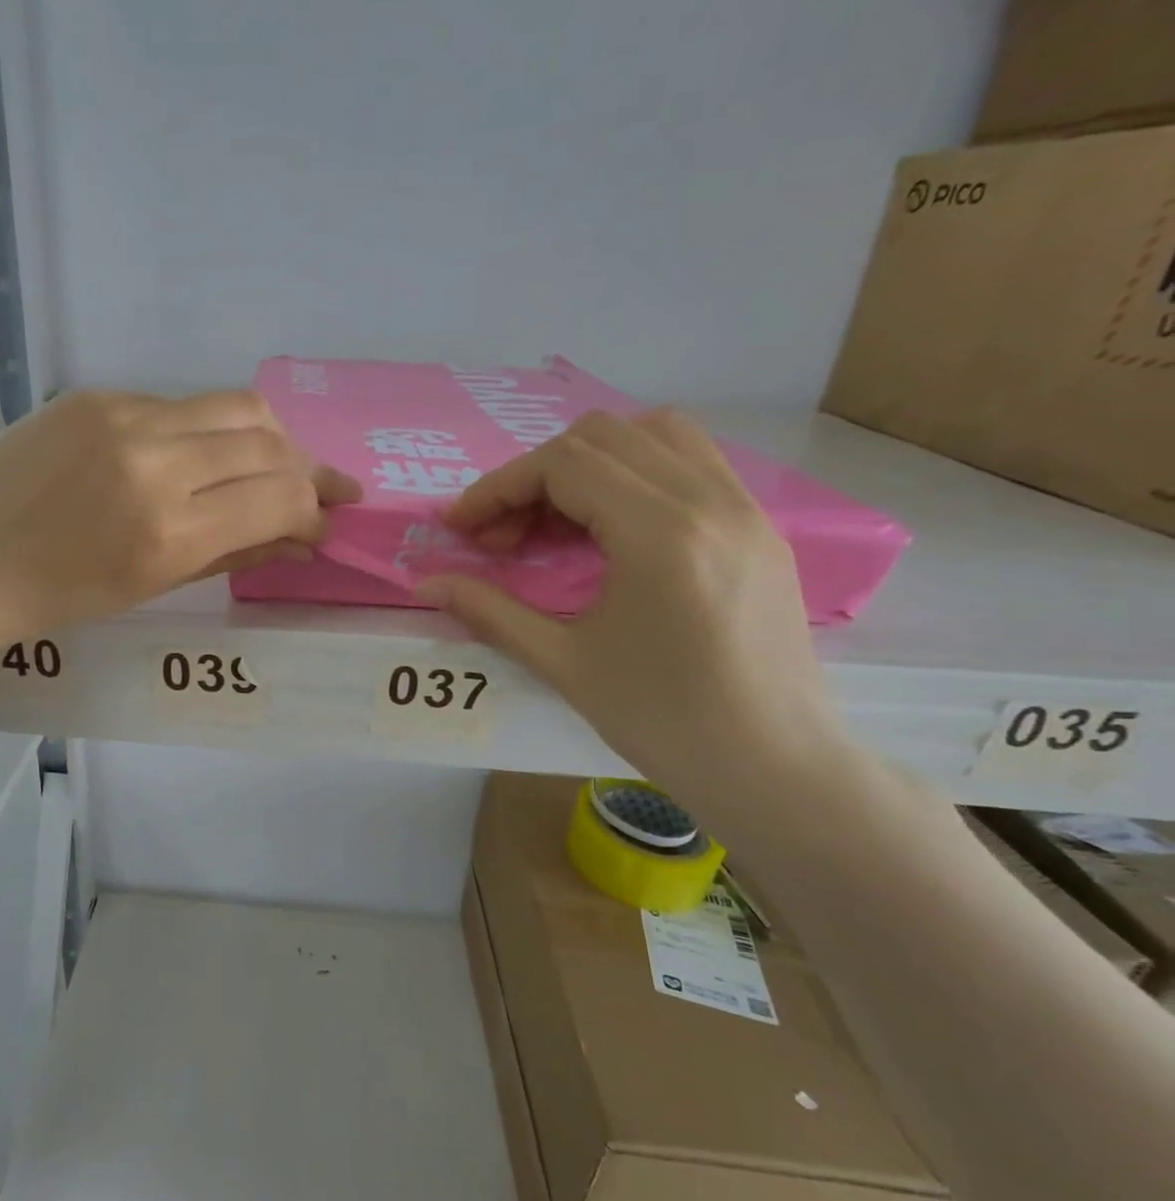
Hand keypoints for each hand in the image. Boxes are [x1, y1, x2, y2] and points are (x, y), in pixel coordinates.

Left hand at [0, 390, 358, 714]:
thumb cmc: (54, 599)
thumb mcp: (151, 588)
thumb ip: (233, 553)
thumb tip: (299, 537)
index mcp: (169, 529)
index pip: (280, 497)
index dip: (314, 509)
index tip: (322, 523)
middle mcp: (156, 461)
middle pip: (267, 440)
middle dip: (303, 468)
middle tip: (313, 490)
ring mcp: (123, 417)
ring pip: (233, 405)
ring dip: (266, 437)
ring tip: (269, 465)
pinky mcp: (94, 395)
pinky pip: (177, 404)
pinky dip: (205, 429)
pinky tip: (196, 456)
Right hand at [418, 409, 848, 813]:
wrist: (775, 768)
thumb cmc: (663, 720)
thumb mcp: (563, 664)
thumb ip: (489, 611)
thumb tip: (426, 584)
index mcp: (660, 532)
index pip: (563, 464)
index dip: (498, 488)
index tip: (461, 528)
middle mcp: (709, 500)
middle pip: (601, 437)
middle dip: (535, 477)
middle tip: (504, 536)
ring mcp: (744, 508)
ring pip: (654, 433)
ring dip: (589, 463)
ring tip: (556, 521)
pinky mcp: (760, 527)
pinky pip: (691, 461)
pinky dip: (636, 472)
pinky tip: (611, 529)